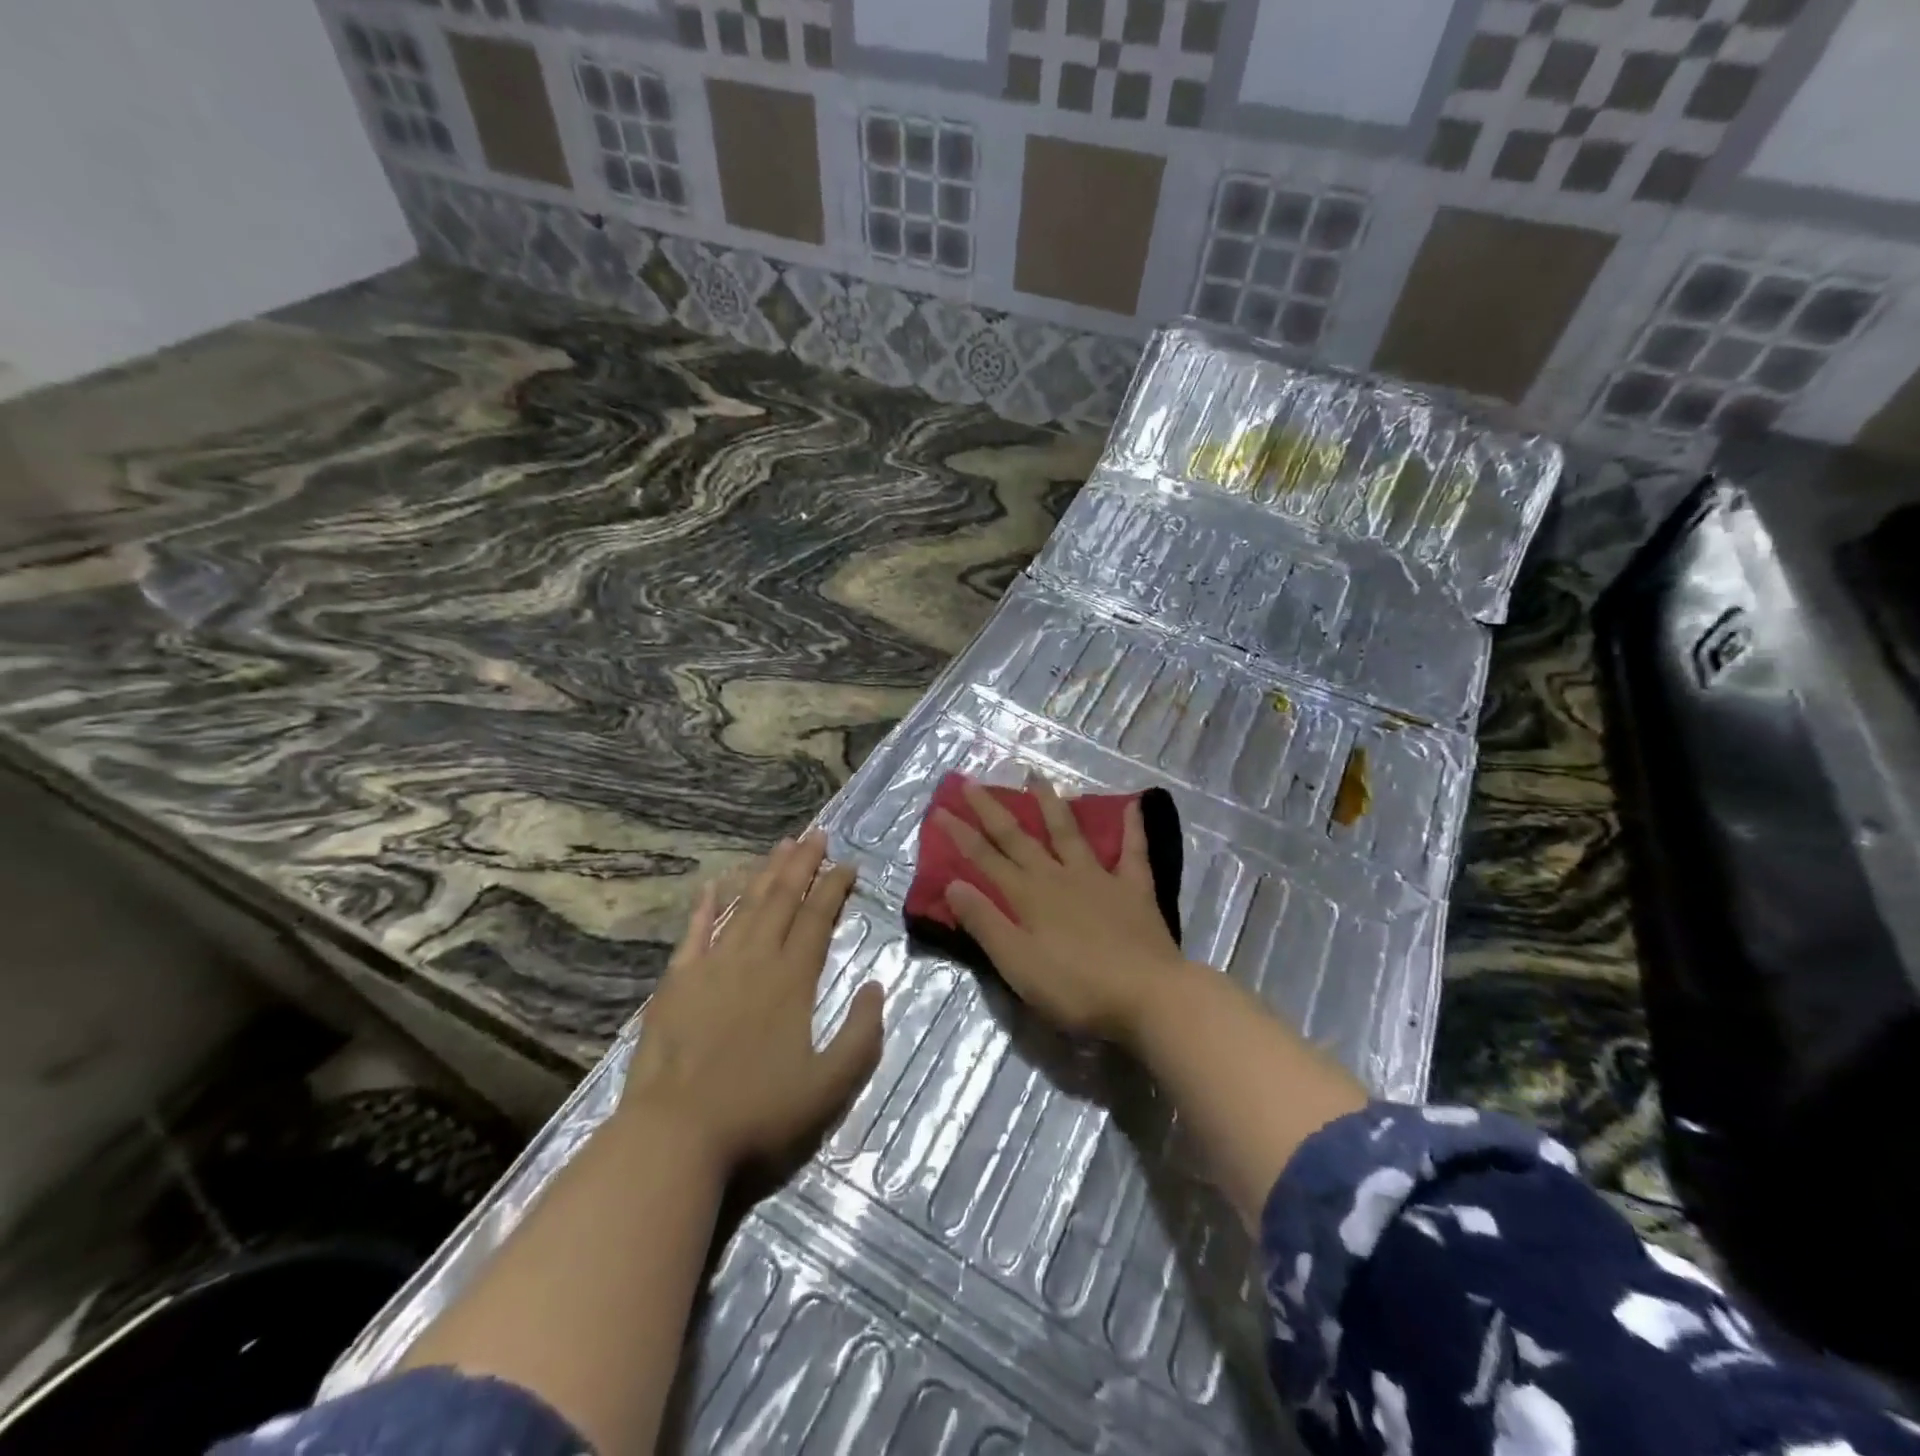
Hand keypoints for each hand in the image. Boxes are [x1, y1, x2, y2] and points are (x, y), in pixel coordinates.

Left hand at [621, 834, 884, 1176]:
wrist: (674, 1135)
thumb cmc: (758, 1112)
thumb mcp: (830, 1086)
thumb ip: (862, 1034)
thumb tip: (875, 985)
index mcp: (792, 979)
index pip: (818, 918)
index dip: (834, 887)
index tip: (848, 864)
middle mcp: (755, 959)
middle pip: (783, 899)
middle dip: (802, 863)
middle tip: (817, 833)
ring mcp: (712, 966)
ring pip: (745, 906)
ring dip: (765, 873)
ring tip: (782, 846)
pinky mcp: (677, 982)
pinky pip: (695, 932)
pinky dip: (707, 906)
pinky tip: (714, 885)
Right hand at [939, 779, 1191, 1046]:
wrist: (1148, 996)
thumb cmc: (1076, 988)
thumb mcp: (1018, 964)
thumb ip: (985, 923)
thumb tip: (953, 883)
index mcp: (1028, 896)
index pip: (986, 859)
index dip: (961, 835)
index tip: (940, 809)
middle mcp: (1059, 876)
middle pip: (1019, 838)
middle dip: (992, 811)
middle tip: (973, 783)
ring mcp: (1099, 878)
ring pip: (1069, 832)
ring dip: (1050, 803)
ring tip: (1036, 777)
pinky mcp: (1134, 889)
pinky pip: (1134, 851)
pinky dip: (1133, 827)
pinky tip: (1134, 803)